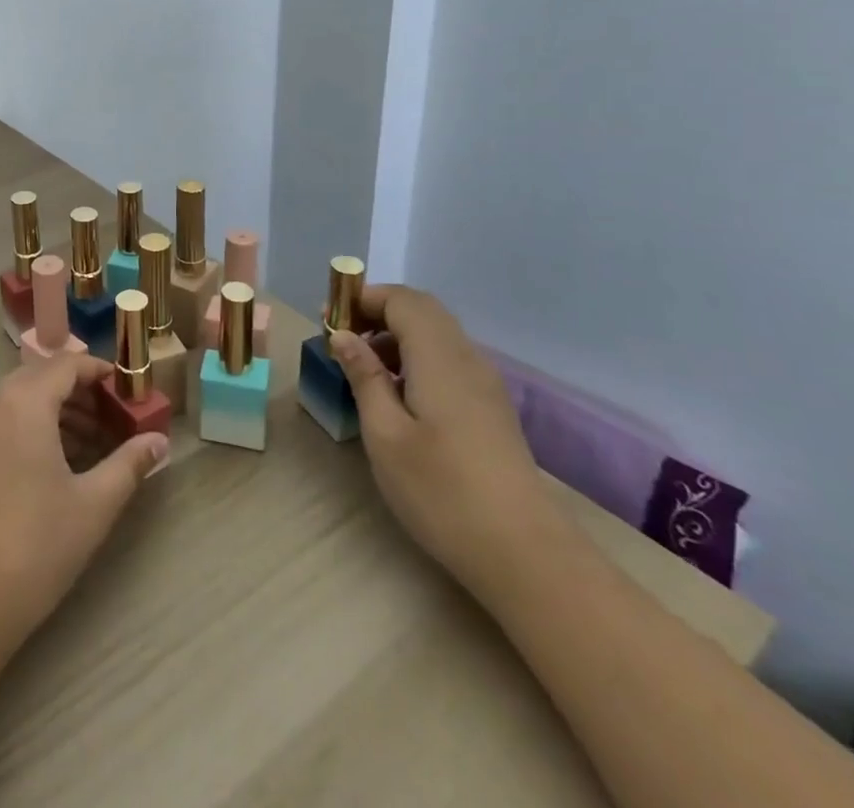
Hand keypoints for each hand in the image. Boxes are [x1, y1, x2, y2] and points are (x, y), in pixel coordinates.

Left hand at [0, 354, 168, 654]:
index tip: (128, 393)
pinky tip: (54, 466)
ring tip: (91, 448)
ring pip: (20, 400)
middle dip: (80, 395)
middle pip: (42, 378)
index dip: (100, 372)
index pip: (67, 364)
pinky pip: (1, 420)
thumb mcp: (93, 505)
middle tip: (114, 423)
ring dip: (56, 413)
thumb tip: (160, 442)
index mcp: (22, 402)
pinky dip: (30, 428)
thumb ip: (129, 465)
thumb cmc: (34, 546)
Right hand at [329, 285, 566, 595]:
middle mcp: (467, 358)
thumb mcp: (385, 434)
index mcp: (439, 356)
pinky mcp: (491, 408)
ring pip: (437, 335)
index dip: (363, 299)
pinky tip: (398, 397)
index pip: (401, 299)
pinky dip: (416, 359)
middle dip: (378, 313)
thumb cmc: (442, 491)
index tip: (329, 320)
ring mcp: (485, 384)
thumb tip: (343, 335)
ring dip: (396, 336)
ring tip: (363, 370)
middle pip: (422, 310)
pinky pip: (449, 360)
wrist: (525, 554)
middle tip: (343, 340)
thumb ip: (364, 376)